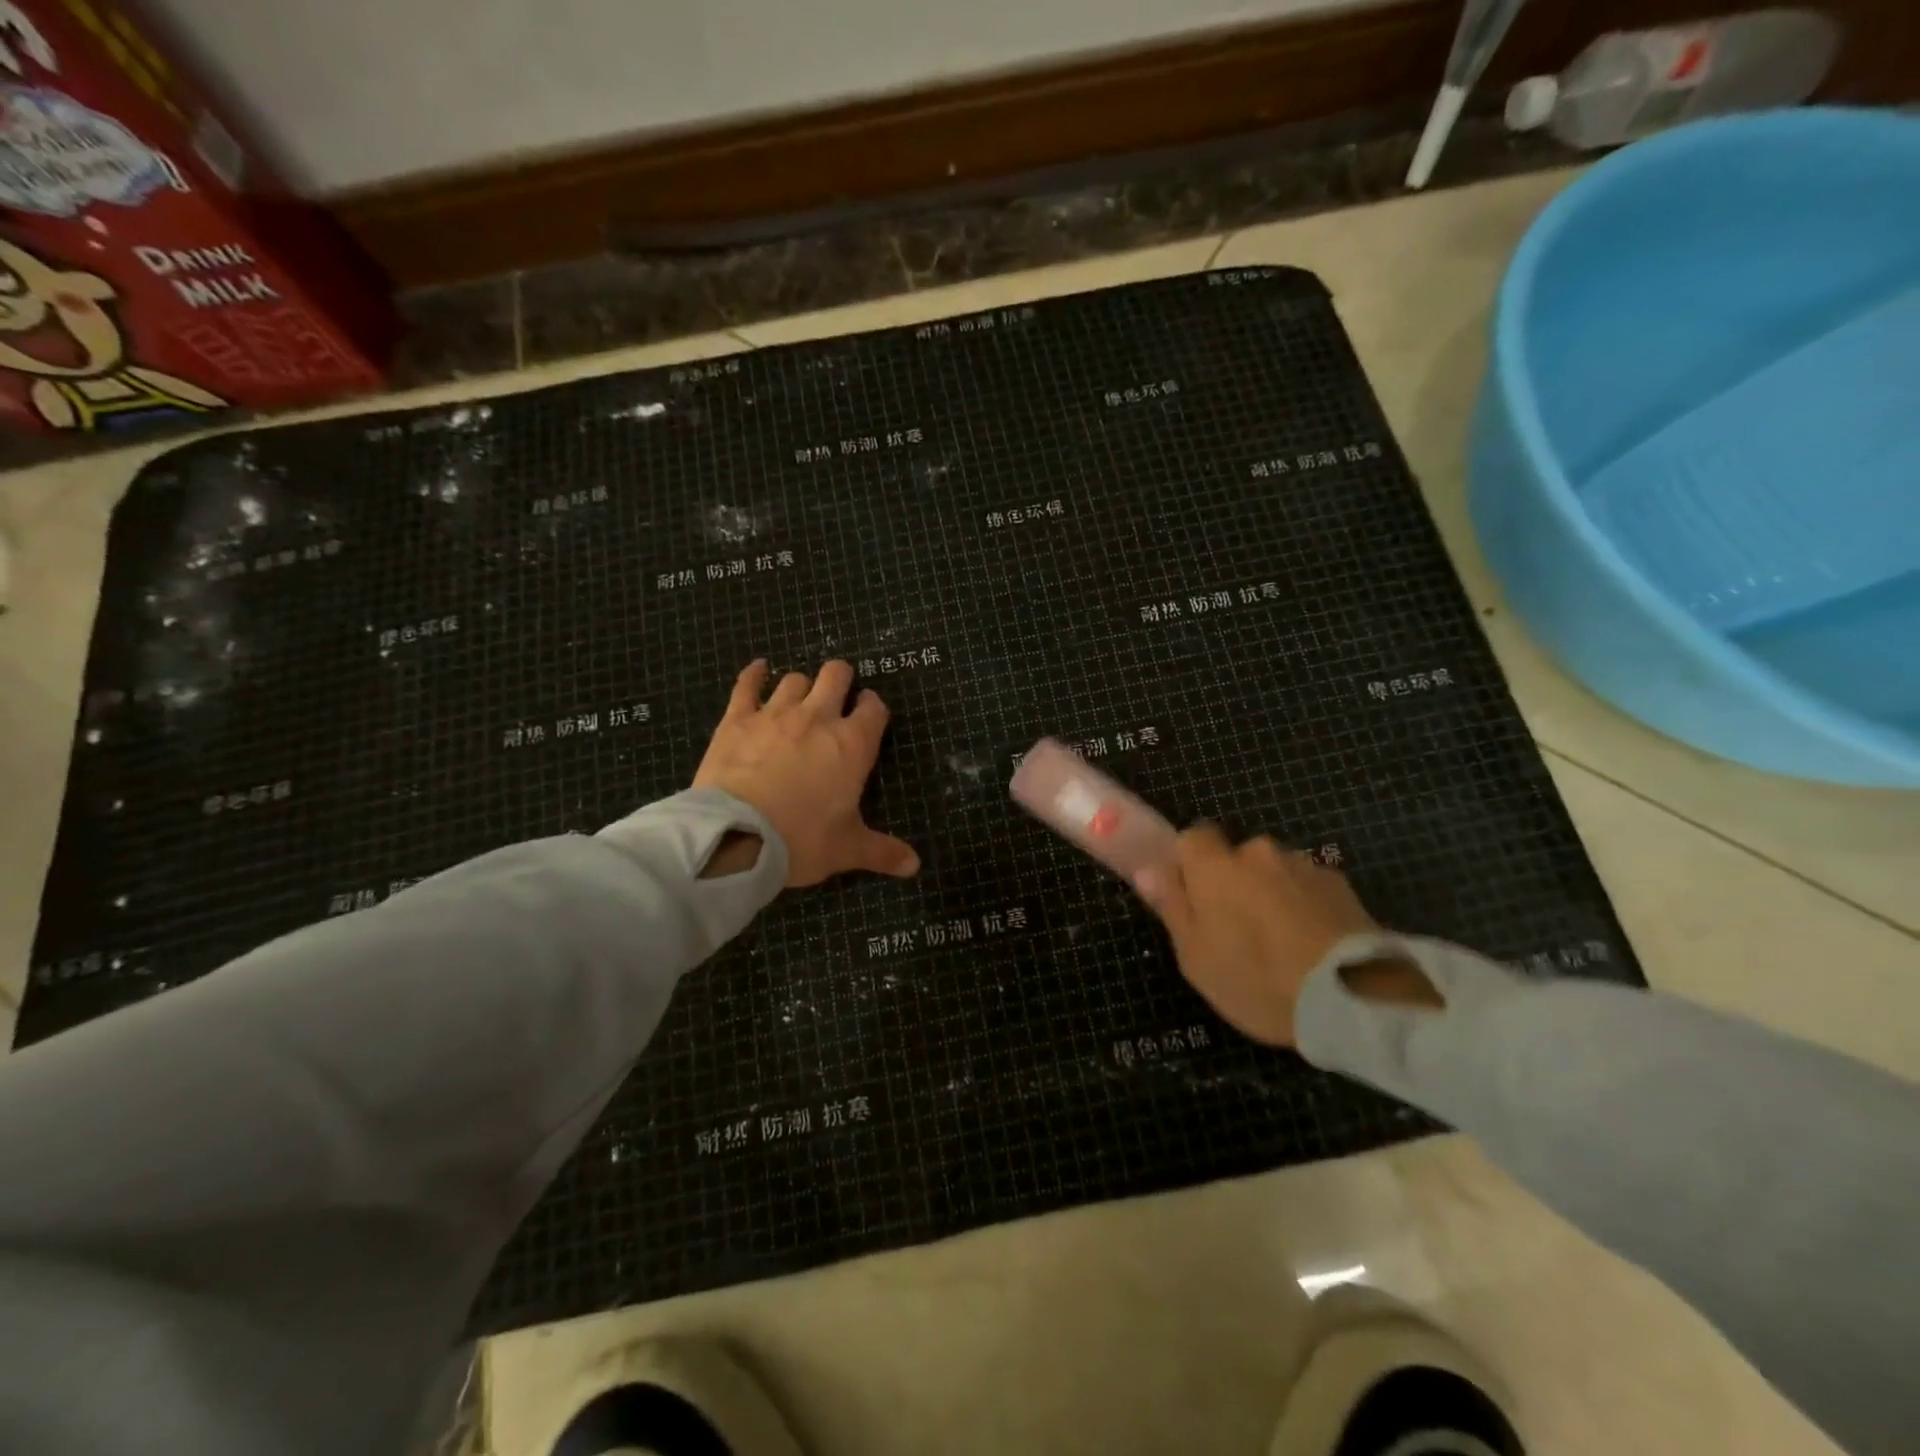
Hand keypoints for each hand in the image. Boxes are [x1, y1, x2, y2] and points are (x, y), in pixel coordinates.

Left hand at [693, 659, 919, 888]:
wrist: (737, 837)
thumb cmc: (802, 840)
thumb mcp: (847, 850)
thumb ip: (883, 852)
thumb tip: (914, 866)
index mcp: (853, 745)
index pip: (874, 709)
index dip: (874, 708)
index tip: (870, 716)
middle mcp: (818, 718)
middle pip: (836, 676)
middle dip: (842, 680)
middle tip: (838, 697)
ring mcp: (775, 714)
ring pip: (794, 680)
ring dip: (802, 687)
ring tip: (800, 701)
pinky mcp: (737, 719)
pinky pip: (747, 685)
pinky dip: (754, 675)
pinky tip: (758, 669)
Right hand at [1134, 825, 1436, 1045]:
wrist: (1350, 997)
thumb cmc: (1256, 980)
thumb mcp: (1196, 958)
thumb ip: (1172, 908)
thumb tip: (1149, 871)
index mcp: (1215, 866)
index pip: (1192, 836)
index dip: (1190, 863)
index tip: (1194, 896)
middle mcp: (1259, 853)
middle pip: (1236, 856)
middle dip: (1234, 881)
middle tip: (1237, 929)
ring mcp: (1304, 866)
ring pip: (1275, 872)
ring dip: (1272, 894)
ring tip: (1283, 943)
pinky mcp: (1342, 885)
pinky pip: (1309, 888)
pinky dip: (1306, 906)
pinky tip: (1313, 945)